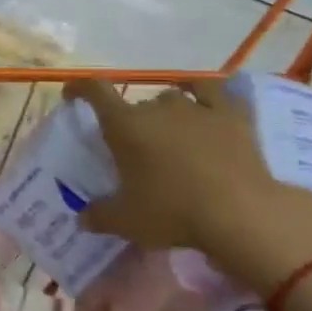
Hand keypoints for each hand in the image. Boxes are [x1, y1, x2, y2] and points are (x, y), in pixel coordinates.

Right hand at [65, 79, 311, 297]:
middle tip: (136, 148)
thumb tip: (82, 217)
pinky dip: (204, 94)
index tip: (73, 93)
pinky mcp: (231, 114)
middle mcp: (157, 107)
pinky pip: (213, 92)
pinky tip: (204, 101)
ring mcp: (196, 107)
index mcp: (125, 126)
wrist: (238, 213)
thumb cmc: (173, 213)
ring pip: (172, 97)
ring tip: (171, 132)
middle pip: (137, 104)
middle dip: (132, 121)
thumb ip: (99, 216)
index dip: (80, 88)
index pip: (95, 93)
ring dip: (167, 112)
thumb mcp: (127, 222)